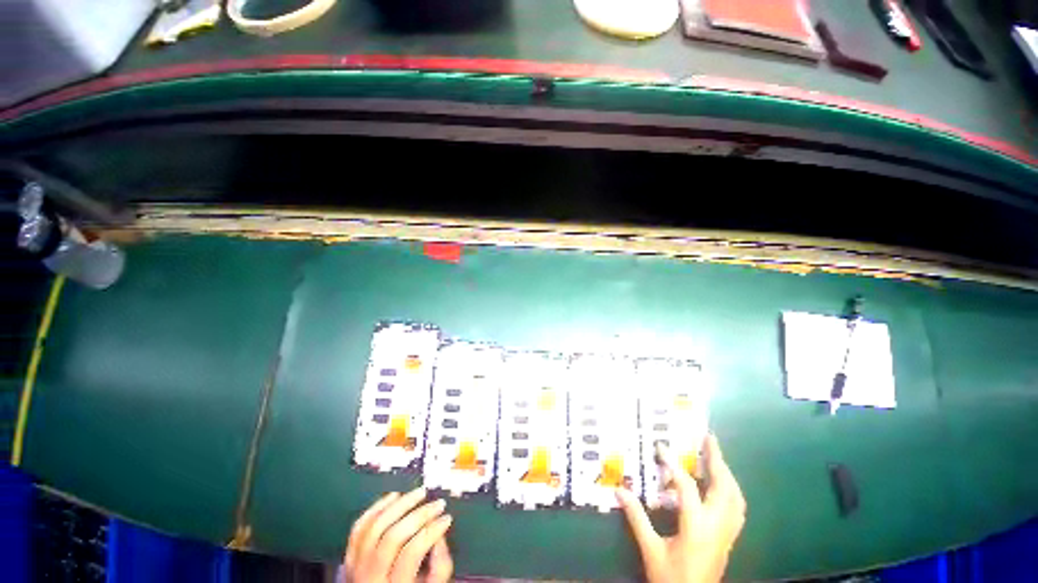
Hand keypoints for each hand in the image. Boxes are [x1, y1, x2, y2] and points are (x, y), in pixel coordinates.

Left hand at [342, 487, 453, 582]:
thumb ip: (440, 567)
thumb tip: (440, 535)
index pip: (411, 553)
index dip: (431, 531)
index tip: (447, 518)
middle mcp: (369, 577)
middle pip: (392, 537)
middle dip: (419, 515)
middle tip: (438, 503)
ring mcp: (355, 567)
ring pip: (374, 527)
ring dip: (399, 504)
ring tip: (420, 492)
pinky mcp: (349, 557)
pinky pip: (359, 528)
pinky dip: (377, 508)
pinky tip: (394, 495)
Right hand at [616, 435, 745, 582]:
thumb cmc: (671, 579)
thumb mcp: (651, 549)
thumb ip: (637, 518)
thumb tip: (619, 491)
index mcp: (697, 527)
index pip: (687, 487)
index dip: (673, 464)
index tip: (661, 447)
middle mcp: (717, 527)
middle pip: (724, 487)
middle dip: (717, 460)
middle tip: (709, 439)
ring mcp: (727, 534)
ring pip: (736, 498)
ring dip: (727, 474)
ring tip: (717, 457)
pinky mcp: (730, 540)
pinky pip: (738, 510)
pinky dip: (732, 492)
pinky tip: (723, 487)